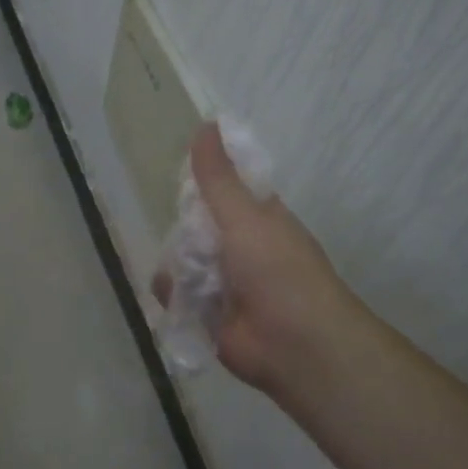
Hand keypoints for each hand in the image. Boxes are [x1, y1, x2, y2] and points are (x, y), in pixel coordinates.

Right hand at [155, 124, 365, 407]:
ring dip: (176, 263)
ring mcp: (223, 281)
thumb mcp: (245, 215)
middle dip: (182, 226)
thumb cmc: (278, 271)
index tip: (175, 170)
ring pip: (182, 259)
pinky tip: (175, 296)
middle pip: (197, 225)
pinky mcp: (206, 313)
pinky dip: (172, 294)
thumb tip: (206, 123)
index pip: (223, 188)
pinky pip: (176, 294)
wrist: (295, 345)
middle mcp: (239, 246)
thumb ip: (218, 177)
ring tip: (181, 270)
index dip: (201, 179)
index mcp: (256, 218)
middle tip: (173, 227)